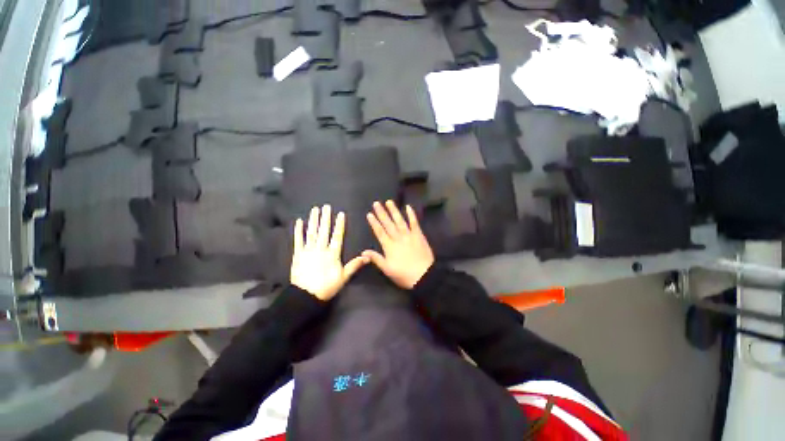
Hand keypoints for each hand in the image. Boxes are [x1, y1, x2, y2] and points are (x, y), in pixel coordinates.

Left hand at [291, 205, 368, 300]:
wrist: (306, 295)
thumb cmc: (327, 286)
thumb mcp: (343, 277)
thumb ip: (354, 265)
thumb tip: (367, 257)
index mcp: (332, 253)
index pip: (337, 236)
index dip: (339, 225)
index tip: (340, 214)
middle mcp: (321, 248)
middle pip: (324, 231)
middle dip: (325, 218)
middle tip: (326, 206)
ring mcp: (308, 250)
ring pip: (312, 233)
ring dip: (314, 220)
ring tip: (315, 210)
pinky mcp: (298, 254)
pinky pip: (298, 240)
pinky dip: (298, 231)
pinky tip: (299, 221)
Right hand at [363, 200, 434, 288]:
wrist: (424, 275)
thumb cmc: (404, 274)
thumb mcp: (387, 269)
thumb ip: (376, 259)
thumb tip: (363, 252)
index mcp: (389, 246)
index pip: (379, 232)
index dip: (374, 223)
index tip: (369, 214)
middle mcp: (398, 238)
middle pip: (388, 223)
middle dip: (381, 213)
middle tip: (376, 203)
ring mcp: (409, 235)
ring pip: (400, 220)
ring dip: (394, 211)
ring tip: (389, 202)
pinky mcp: (418, 235)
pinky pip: (414, 223)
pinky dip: (411, 214)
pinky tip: (408, 207)